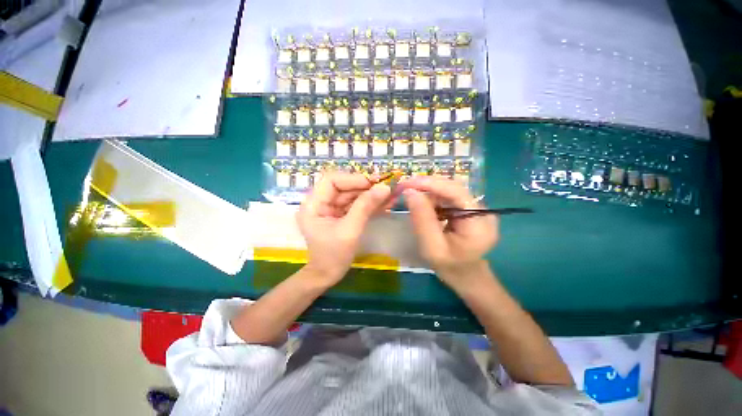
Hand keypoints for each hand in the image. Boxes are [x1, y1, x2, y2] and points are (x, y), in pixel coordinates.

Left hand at [297, 172, 390, 285]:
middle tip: (387, 188)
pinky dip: (370, 204)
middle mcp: (320, 202)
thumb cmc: (333, 256)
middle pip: (344, 187)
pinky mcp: (340, 215)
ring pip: (352, 195)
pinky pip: (356, 205)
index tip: (373, 183)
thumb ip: (365, 207)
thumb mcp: (350, 230)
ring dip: (371, 195)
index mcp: (313, 205)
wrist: (328, 275)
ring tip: (391, 195)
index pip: (331, 181)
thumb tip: (384, 187)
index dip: (353, 179)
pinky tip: (385, 203)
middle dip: (366, 187)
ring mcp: (331, 208)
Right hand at [402, 176, 498, 287]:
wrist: (466, 276)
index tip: (406, 183)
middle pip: (452, 188)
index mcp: (479, 221)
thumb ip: (422, 219)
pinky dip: (432, 198)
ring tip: (410, 195)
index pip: (455, 191)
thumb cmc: (450, 267)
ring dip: (428, 191)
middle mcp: (483, 210)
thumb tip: (410, 192)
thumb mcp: (431, 247)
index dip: (430, 184)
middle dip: (426, 185)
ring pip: (449, 191)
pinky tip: (422, 203)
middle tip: (404, 187)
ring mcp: (477, 208)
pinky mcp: (469, 209)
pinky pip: (448, 198)